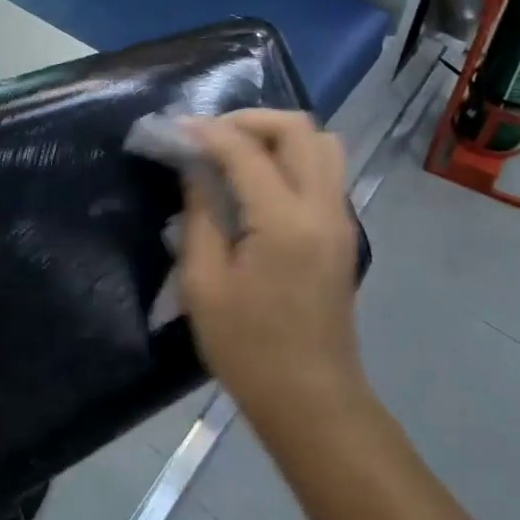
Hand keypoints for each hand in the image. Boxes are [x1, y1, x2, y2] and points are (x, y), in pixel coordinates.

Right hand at [178, 110, 364, 430]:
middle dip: (250, 119)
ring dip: (278, 134)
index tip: (176, 127)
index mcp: (284, 222)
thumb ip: (199, 215)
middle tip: (210, 135)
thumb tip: (195, 168)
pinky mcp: (344, 231)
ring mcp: (341, 218)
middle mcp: (322, 207)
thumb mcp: (204, 285)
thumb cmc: (249, 350)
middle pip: (299, 128)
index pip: (246, 151)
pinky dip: (294, 156)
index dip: (208, 131)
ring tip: (237, 152)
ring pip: (322, 143)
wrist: (313, 400)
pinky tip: (260, 180)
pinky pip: (326, 169)